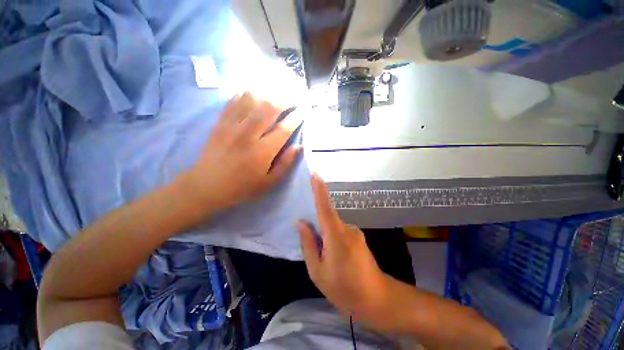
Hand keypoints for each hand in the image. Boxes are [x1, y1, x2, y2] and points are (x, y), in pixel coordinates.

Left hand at [183, 92, 300, 210]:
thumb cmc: (242, 187)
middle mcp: (248, 134)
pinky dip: (247, 92)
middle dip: (286, 99)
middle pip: (269, 107)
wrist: (207, 185)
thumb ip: (285, 164)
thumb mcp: (269, 182)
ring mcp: (232, 125)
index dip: (296, 117)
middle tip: (295, 98)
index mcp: (262, 152)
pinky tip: (256, 91)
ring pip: (252, 99)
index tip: (304, 111)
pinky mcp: (221, 122)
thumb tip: (299, 146)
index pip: (284, 128)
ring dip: (268, 92)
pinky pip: (234, 100)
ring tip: (279, 93)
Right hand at [298, 174, 388, 322]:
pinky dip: (332, 239)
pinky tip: (334, 258)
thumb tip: (301, 223)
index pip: (325, 207)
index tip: (315, 175)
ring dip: (325, 236)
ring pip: (333, 227)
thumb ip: (308, 244)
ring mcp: (355, 232)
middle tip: (312, 246)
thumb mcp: (318, 272)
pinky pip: (339, 231)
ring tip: (325, 259)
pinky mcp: (358, 237)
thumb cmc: (344, 289)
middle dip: (317, 226)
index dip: (320, 190)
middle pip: (327, 217)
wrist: (378, 300)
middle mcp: (347, 228)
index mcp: (336, 236)